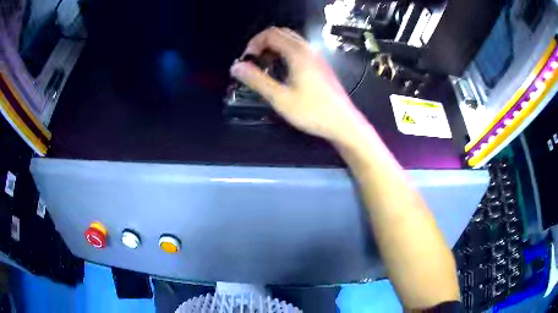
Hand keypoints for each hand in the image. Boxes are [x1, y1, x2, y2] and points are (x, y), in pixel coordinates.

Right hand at [230, 27, 366, 143]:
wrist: (343, 123)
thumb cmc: (312, 112)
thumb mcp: (280, 98)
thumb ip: (257, 80)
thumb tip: (236, 67)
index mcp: (298, 53)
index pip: (270, 34)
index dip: (254, 43)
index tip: (247, 61)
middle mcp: (308, 50)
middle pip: (281, 33)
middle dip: (263, 44)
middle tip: (254, 63)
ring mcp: (316, 57)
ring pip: (291, 41)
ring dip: (274, 48)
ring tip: (265, 67)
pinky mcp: (320, 66)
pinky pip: (299, 50)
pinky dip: (285, 54)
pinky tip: (282, 72)